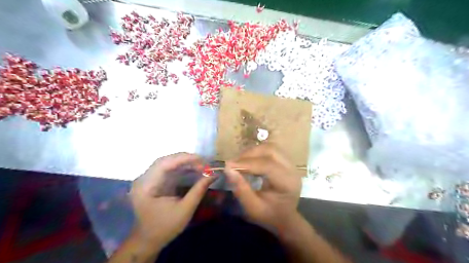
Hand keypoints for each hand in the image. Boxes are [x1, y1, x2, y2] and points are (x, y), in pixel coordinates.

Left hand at [129, 153, 214, 246]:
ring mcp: (147, 179)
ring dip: (184, 162)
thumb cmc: (165, 227)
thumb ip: (199, 190)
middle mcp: (144, 179)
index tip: (201, 159)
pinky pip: (167, 169)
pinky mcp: (153, 181)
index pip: (164, 164)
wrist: (148, 240)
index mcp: (146, 186)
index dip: (184, 159)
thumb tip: (214, 175)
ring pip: (167, 163)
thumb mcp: (185, 209)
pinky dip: (180, 167)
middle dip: (185, 159)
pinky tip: (192, 169)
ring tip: (200, 165)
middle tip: (203, 162)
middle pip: (165, 161)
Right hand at [225, 144, 302, 231]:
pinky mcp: (286, 161)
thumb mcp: (253, 208)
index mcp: (288, 183)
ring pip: (271, 147)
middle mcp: (292, 169)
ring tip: (240, 161)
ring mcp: (291, 163)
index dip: (247, 163)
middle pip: (271, 150)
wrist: (284, 217)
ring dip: (253, 151)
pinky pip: (271, 150)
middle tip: (234, 163)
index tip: (229, 165)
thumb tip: (228, 169)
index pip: (268, 166)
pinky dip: (258, 152)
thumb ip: (241, 189)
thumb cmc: (269, 215)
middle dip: (250, 154)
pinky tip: (249, 160)